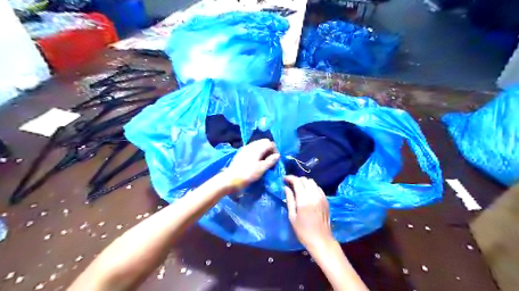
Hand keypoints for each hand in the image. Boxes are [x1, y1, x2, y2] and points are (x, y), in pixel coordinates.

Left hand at [224, 138, 279, 188]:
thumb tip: (277, 155)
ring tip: (264, 162)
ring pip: (258, 145)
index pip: (269, 143)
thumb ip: (271, 161)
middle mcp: (251, 145)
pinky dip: (257, 153)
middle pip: (263, 142)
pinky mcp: (241, 153)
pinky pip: (252, 149)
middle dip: (269, 150)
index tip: (275, 160)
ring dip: (263, 151)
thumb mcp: (262, 168)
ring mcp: (245, 148)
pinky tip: (256, 162)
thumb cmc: (248, 174)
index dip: (275, 150)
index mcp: (257, 147)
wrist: (230, 179)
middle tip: (270, 160)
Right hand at [282, 177, 333, 250]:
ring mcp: (322, 197)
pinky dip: (311, 187)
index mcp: (304, 200)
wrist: (321, 240)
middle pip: (305, 180)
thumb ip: (289, 200)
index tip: (284, 179)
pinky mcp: (326, 200)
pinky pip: (318, 188)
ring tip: (299, 188)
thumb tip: (286, 187)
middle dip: (297, 180)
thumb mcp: (292, 217)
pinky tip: (307, 193)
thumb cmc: (303, 231)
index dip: (290, 178)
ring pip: (312, 182)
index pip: (297, 182)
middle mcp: (314, 196)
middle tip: (290, 184)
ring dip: (304, 182)